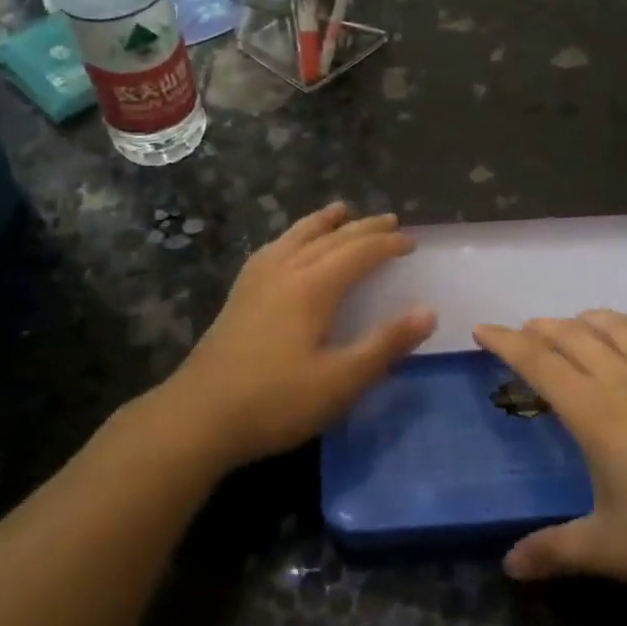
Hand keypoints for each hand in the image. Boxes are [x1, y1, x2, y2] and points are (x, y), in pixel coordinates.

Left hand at [160, 204, 435, 469]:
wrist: (199, 416)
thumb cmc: (276, 401)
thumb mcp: (341, 381)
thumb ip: (385, 344)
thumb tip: (427, 311)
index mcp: (312, 287)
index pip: (358, 253)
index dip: (387, 245)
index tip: (411, 243)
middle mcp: (285, 270)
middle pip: (330, 238)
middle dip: (363, 228)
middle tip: (390, 221)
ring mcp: (256, 280)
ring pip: (296, 236)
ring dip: (324, 222)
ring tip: (341, 209)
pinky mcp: (239, 294)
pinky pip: (273, 249)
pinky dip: (292, 236)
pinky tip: (288, 245)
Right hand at [472, 312, 626, 594]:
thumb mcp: (610, 548)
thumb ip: (555, 551)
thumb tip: (508, 567)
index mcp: (593, 411)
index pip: (538, 361)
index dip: (506, 341)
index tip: (482, 330)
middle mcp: (625, 379)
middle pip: (574, 335)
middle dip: (543, 329)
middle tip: (526, 335)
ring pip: (620, 326)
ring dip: (590, 320)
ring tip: (576, 327)